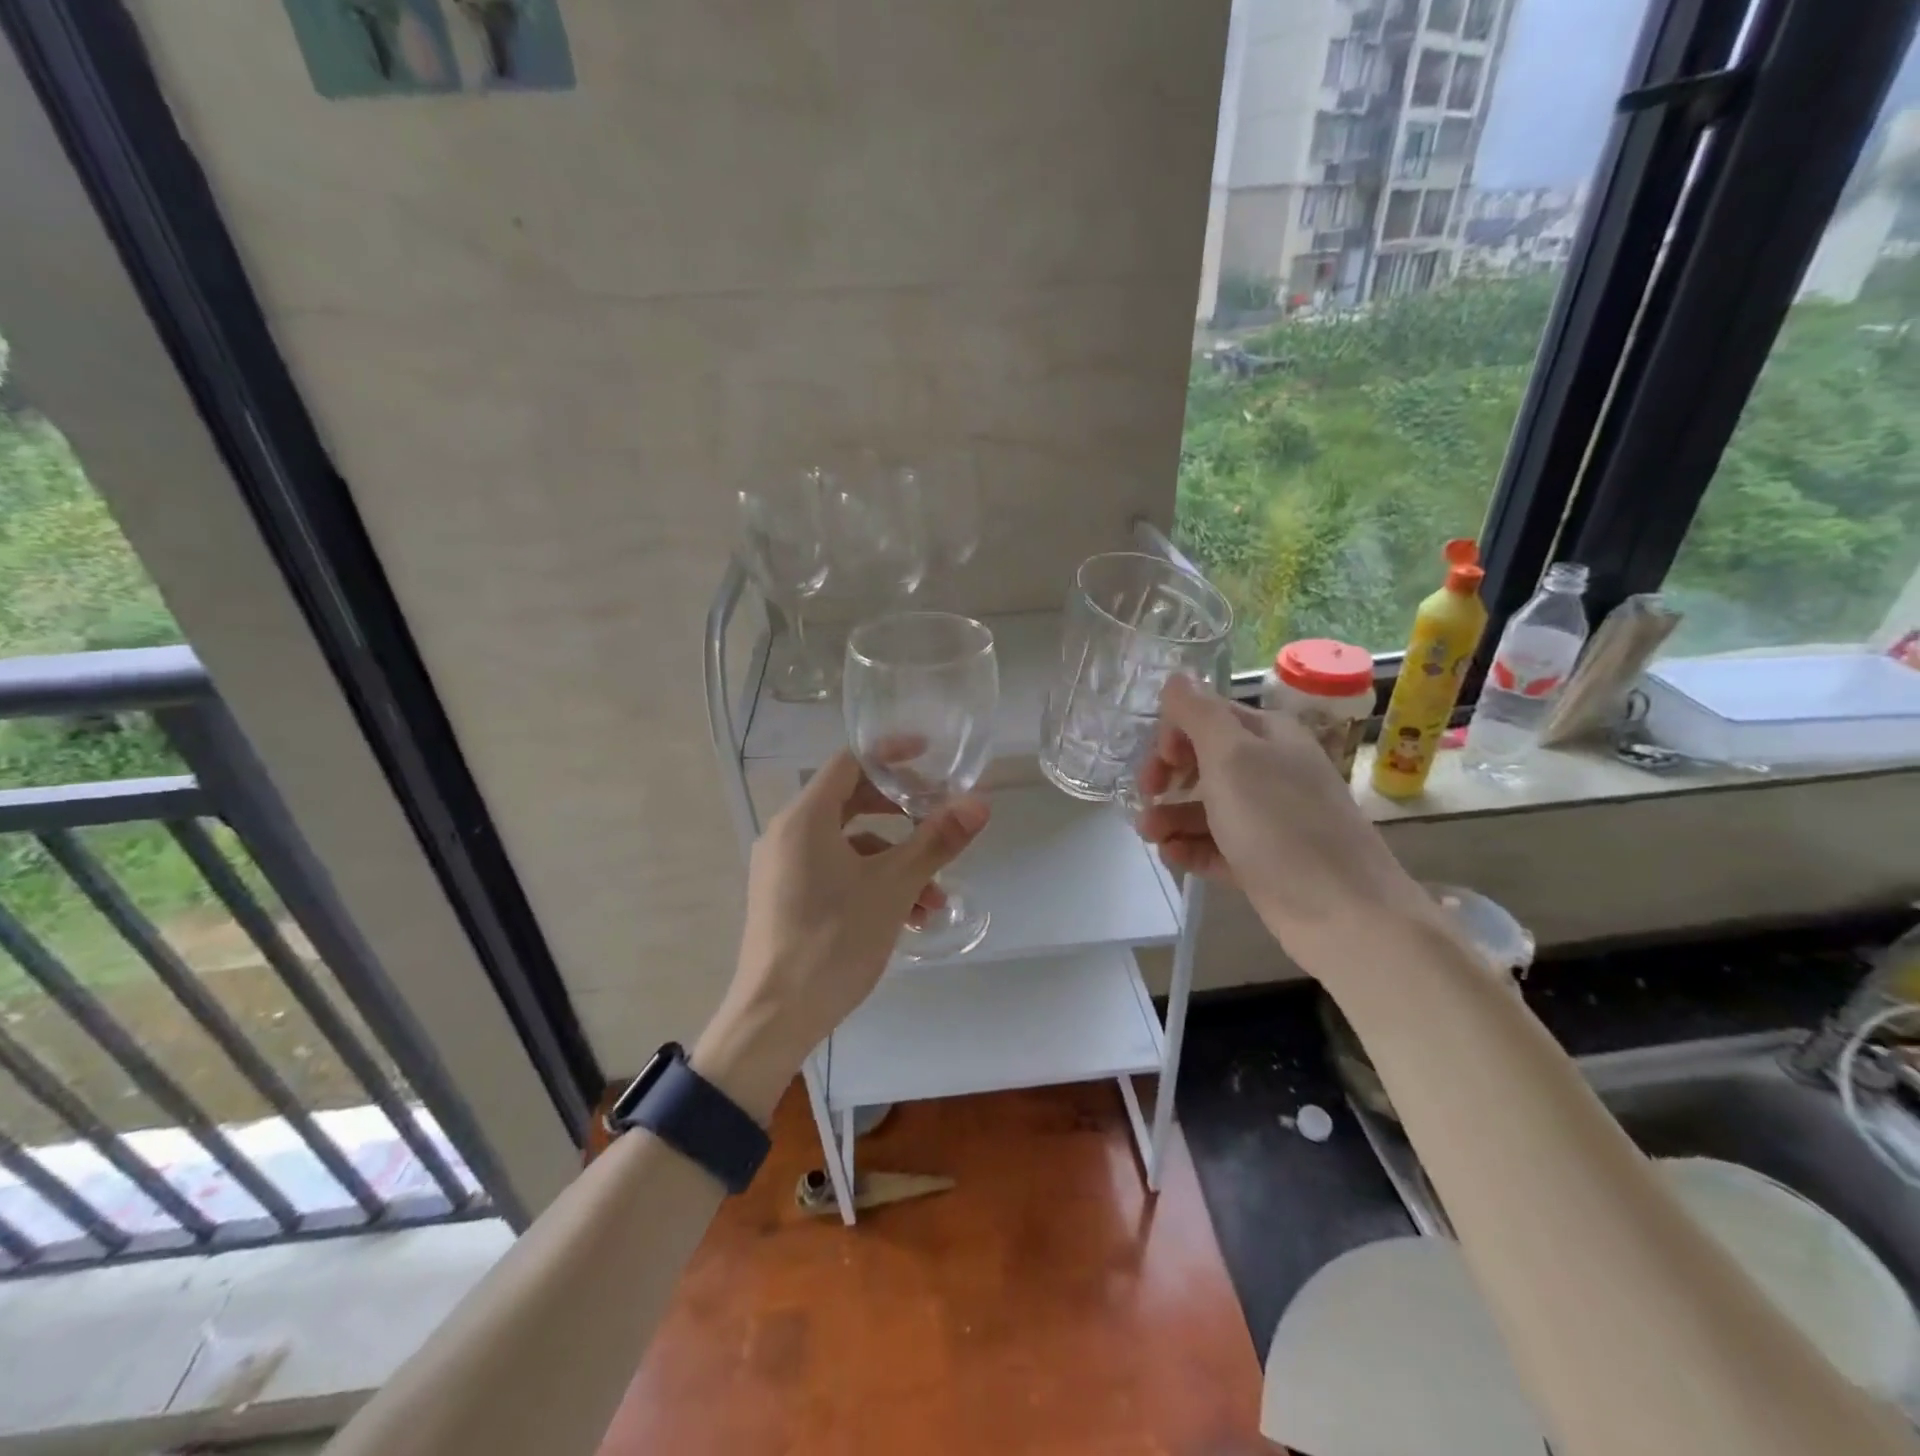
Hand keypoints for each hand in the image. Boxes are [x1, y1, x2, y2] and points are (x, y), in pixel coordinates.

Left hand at [695, 752, 988, 1119]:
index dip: (891, 755)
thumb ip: (936, 841)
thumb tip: (980, 804)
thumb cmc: (833, 941)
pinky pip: (834, 872)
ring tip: (934, 898)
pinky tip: (907, 917)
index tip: (930, 757)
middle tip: (938, 819)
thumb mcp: (893, 887)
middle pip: (850, 801)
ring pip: (848, 844)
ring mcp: (783, 867)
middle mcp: (787, 833)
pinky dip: (871, 882)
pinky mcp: (786, 897)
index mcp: (804, 818)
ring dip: (895, 860)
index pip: (850, 763)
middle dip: (901, 812)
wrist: (775, 1018)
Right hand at [1135, 675, 1434, 971]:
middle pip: (1204, 761)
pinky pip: (1217, 845)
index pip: (1207, 716)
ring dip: (1171, 816)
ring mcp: (1268, 818)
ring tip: (1150, 836)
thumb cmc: (1280, 824)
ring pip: (1206, 806)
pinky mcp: (1263, 860)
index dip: (1174, 735)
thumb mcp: (1232, 757)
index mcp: (1268, 735)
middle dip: (1167, 777)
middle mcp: (1270, 769)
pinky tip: (1172, 857)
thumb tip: (1175, 676)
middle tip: (1145, 798)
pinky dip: (1191, 848)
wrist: (1343, 912)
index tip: (1157, 764)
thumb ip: (1199, 714)